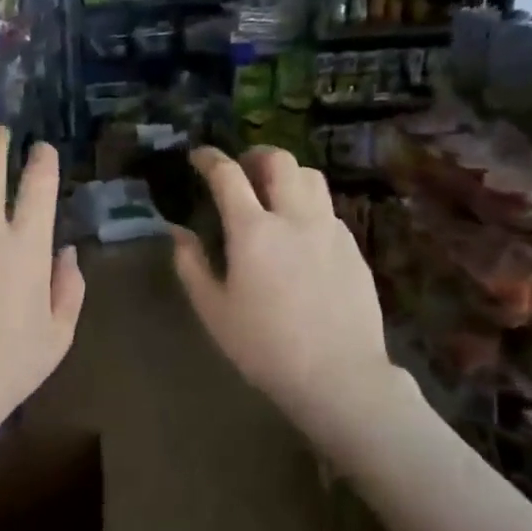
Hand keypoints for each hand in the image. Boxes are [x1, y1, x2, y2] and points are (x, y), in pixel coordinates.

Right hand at [173, 146, 393, 439]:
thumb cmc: (264, 347)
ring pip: (311, 177)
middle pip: (280, 160)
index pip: (228, 175)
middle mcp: (295, 218)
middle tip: (241, 169)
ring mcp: (330, 229)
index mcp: (253, 231)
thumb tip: (178, 232)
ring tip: (273, 194)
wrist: (338, 375)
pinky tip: (299, 234)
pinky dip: (308, 205)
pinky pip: (328, 209)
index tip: (199, 157)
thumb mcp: (214, 310)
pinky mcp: (352, 247)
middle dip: (255, 155)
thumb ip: (191, 264)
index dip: (210, 159)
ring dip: (287, 174)